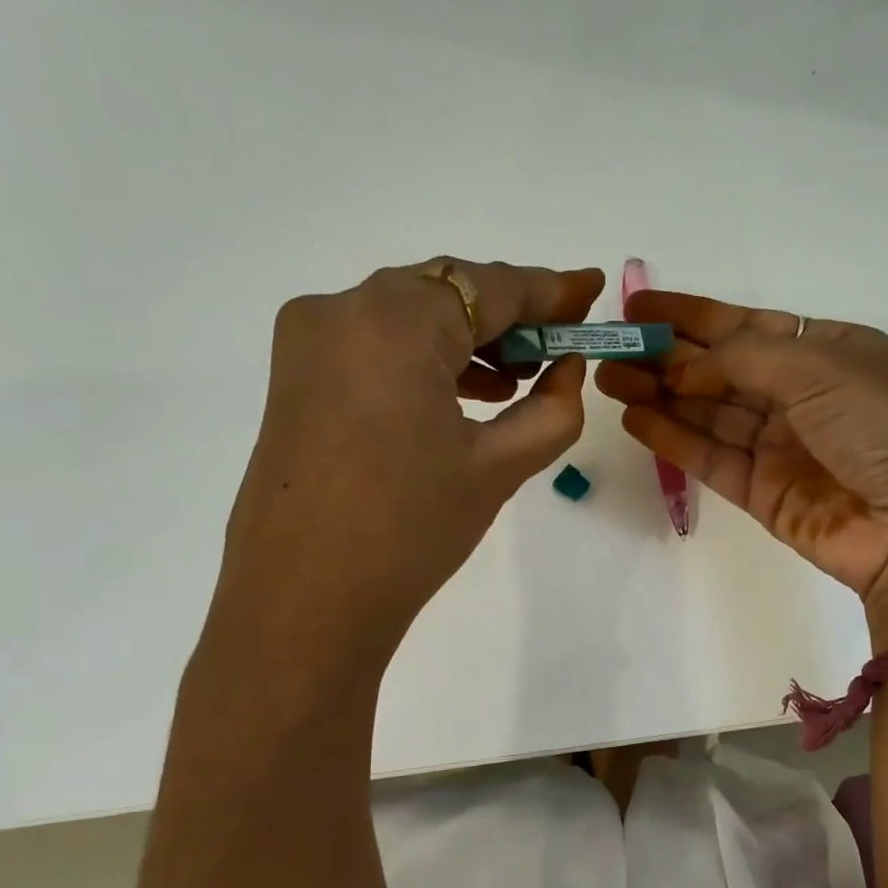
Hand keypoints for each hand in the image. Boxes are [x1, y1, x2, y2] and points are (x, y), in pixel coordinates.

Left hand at [205, 259, 604, 682]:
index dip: (550, 290)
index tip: (592, 291)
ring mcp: (309, 341)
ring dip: (466, 340)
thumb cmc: (411, 531)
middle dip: (508, 317)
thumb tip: (568, 370)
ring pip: (407, 317)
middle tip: (559, 346)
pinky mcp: (296, 377)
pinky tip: (462, 394)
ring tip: (518, 379)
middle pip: (445, 293)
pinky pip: (374, 346)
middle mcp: (341, 308)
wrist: (307, 601)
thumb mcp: (497, 469)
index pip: (489, 286)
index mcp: (394, 320)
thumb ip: (551, 409)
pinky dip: (423, 360)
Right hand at [595, 291, 887, 646]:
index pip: (747, 326)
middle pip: (720, 370)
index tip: (639, 307)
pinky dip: (672, 440)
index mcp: (828, 351)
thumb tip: (682, 365)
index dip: (692, 316)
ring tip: (606, 379)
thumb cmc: (883, 426)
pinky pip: (709, 458)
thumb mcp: (820, 365)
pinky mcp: (762, 493)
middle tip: (610, 348)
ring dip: (658, 396)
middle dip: (665, 358)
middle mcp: (802, 396)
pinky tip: (634, 420)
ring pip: (707, 414)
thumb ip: (742, 356)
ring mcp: (780, 447)